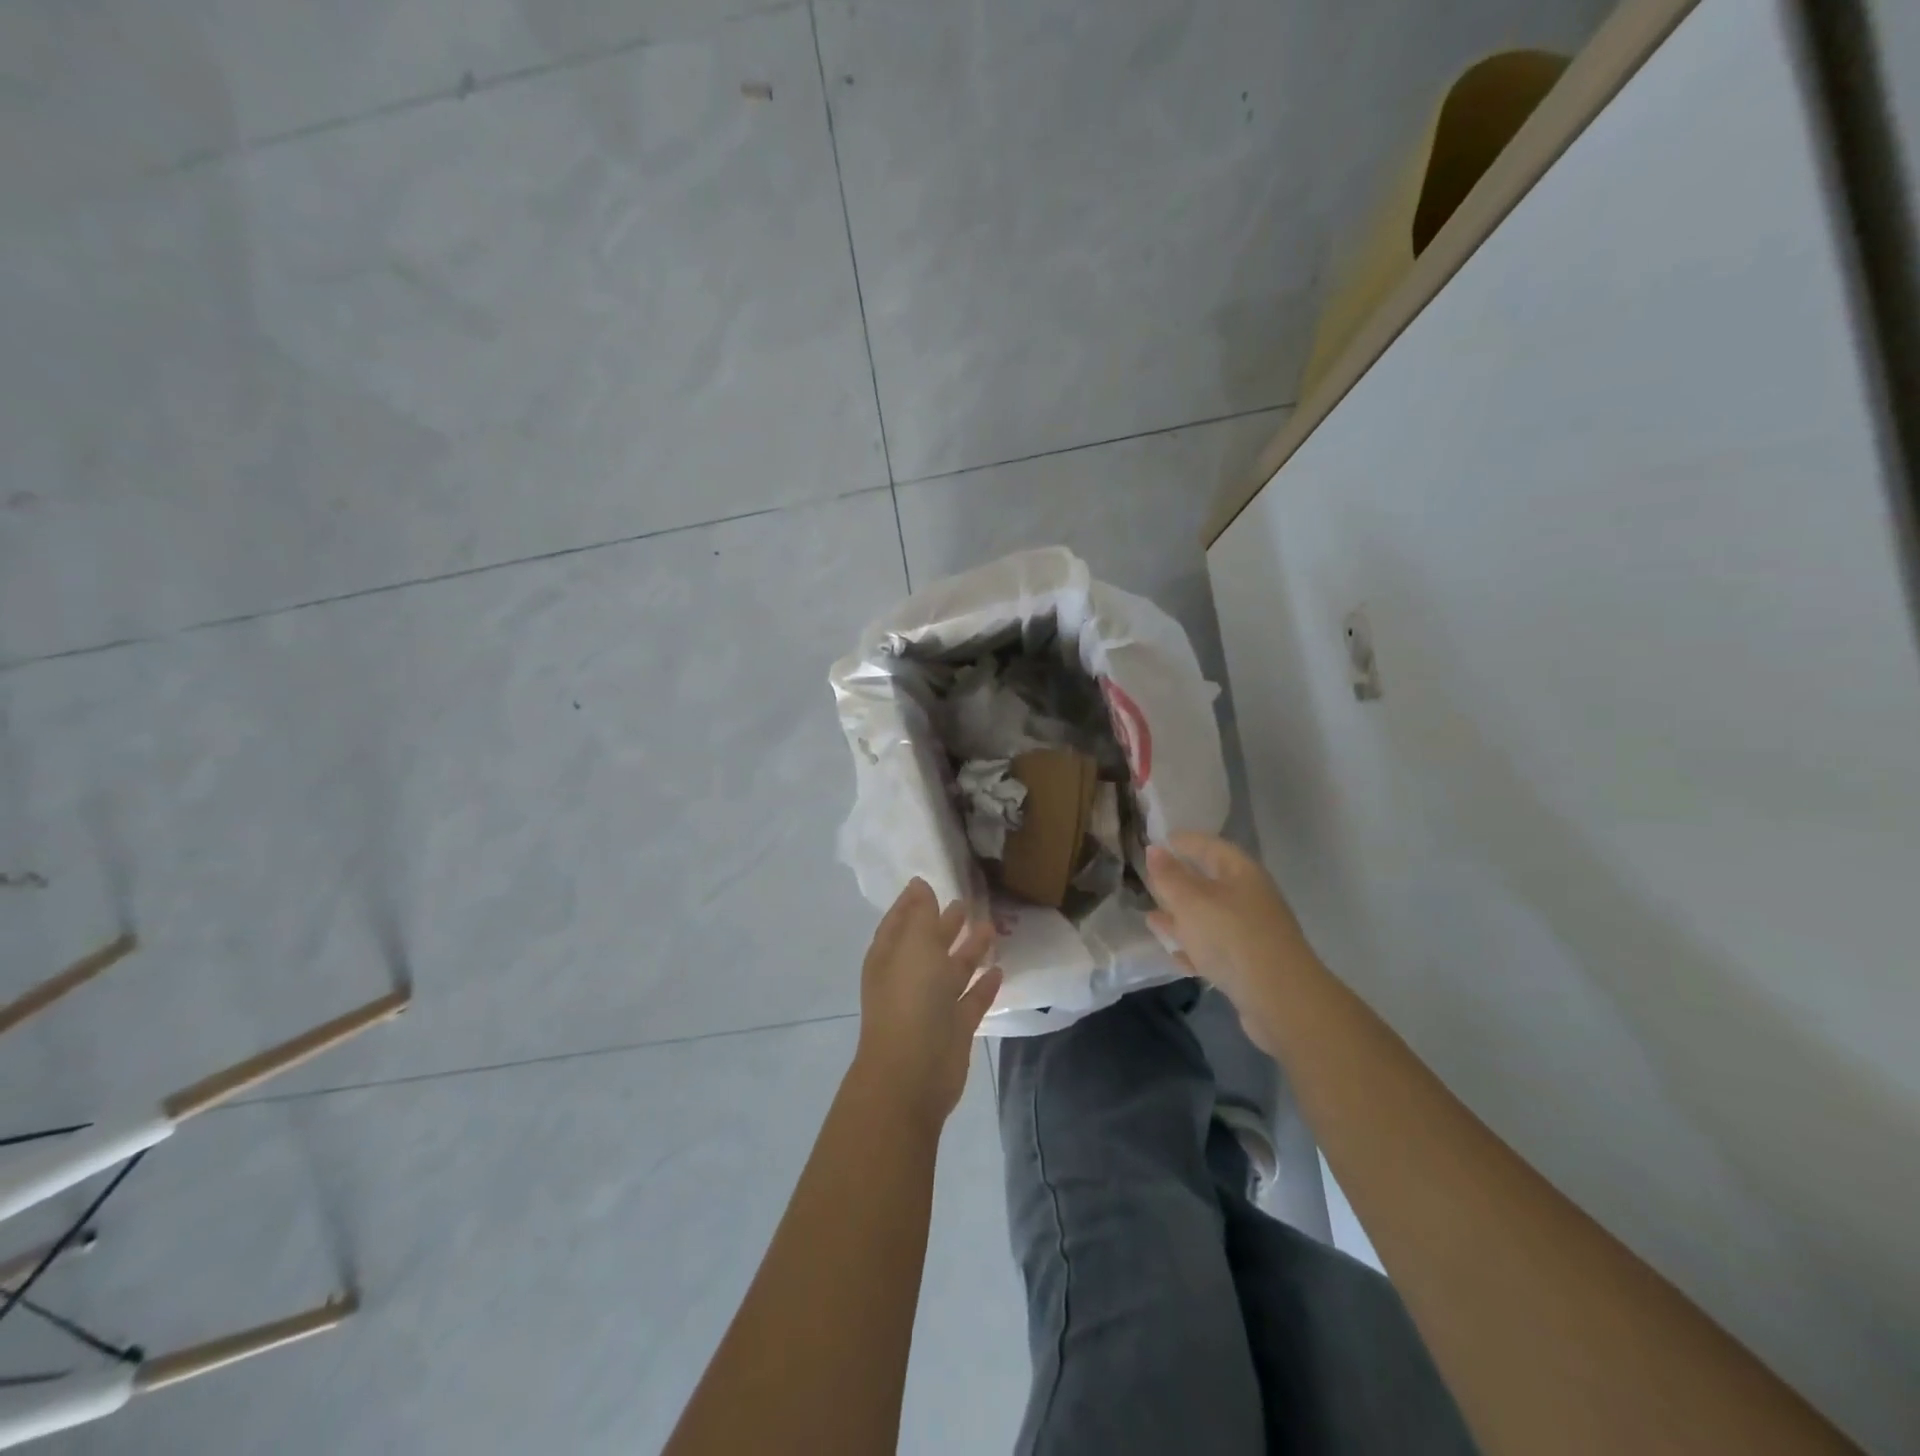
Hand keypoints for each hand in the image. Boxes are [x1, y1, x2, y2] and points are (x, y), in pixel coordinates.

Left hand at [851, 878, 1001, 1130]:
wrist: (913, 1072)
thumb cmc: (909, 999)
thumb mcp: (914, 945)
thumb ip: (920, 914)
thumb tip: (920, 885)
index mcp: (890, 956)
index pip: (900, 921)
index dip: (913, 902)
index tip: (929, 882)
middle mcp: (909, 977)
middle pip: (928, 944)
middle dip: (944, 924)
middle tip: (966, 902)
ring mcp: (932, 1005)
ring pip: (952, 970)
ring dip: (969, 950)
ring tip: (989, 927)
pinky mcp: (955, 1028)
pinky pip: (972, 999)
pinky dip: (984, 985)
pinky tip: (1000, 969)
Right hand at [1146, 833, 1308, 1050]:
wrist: (1280, 1001)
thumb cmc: (1231, 937)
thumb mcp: (1191, 902)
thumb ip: (1169, 876)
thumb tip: (1154, 850)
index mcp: (1241, 873)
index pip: (1209, 846)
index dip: (1184, 841)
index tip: (1157, 840)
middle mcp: (1249, 898)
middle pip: (1210, 882)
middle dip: (1180, 881)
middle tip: (1149, 879)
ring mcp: (1251, 933)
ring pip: (1210, 917)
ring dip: (1181, 917)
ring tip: (1151, 917)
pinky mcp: (1249, 965)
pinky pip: (1214, 948)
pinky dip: (1193, 946)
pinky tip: (1173, 952)